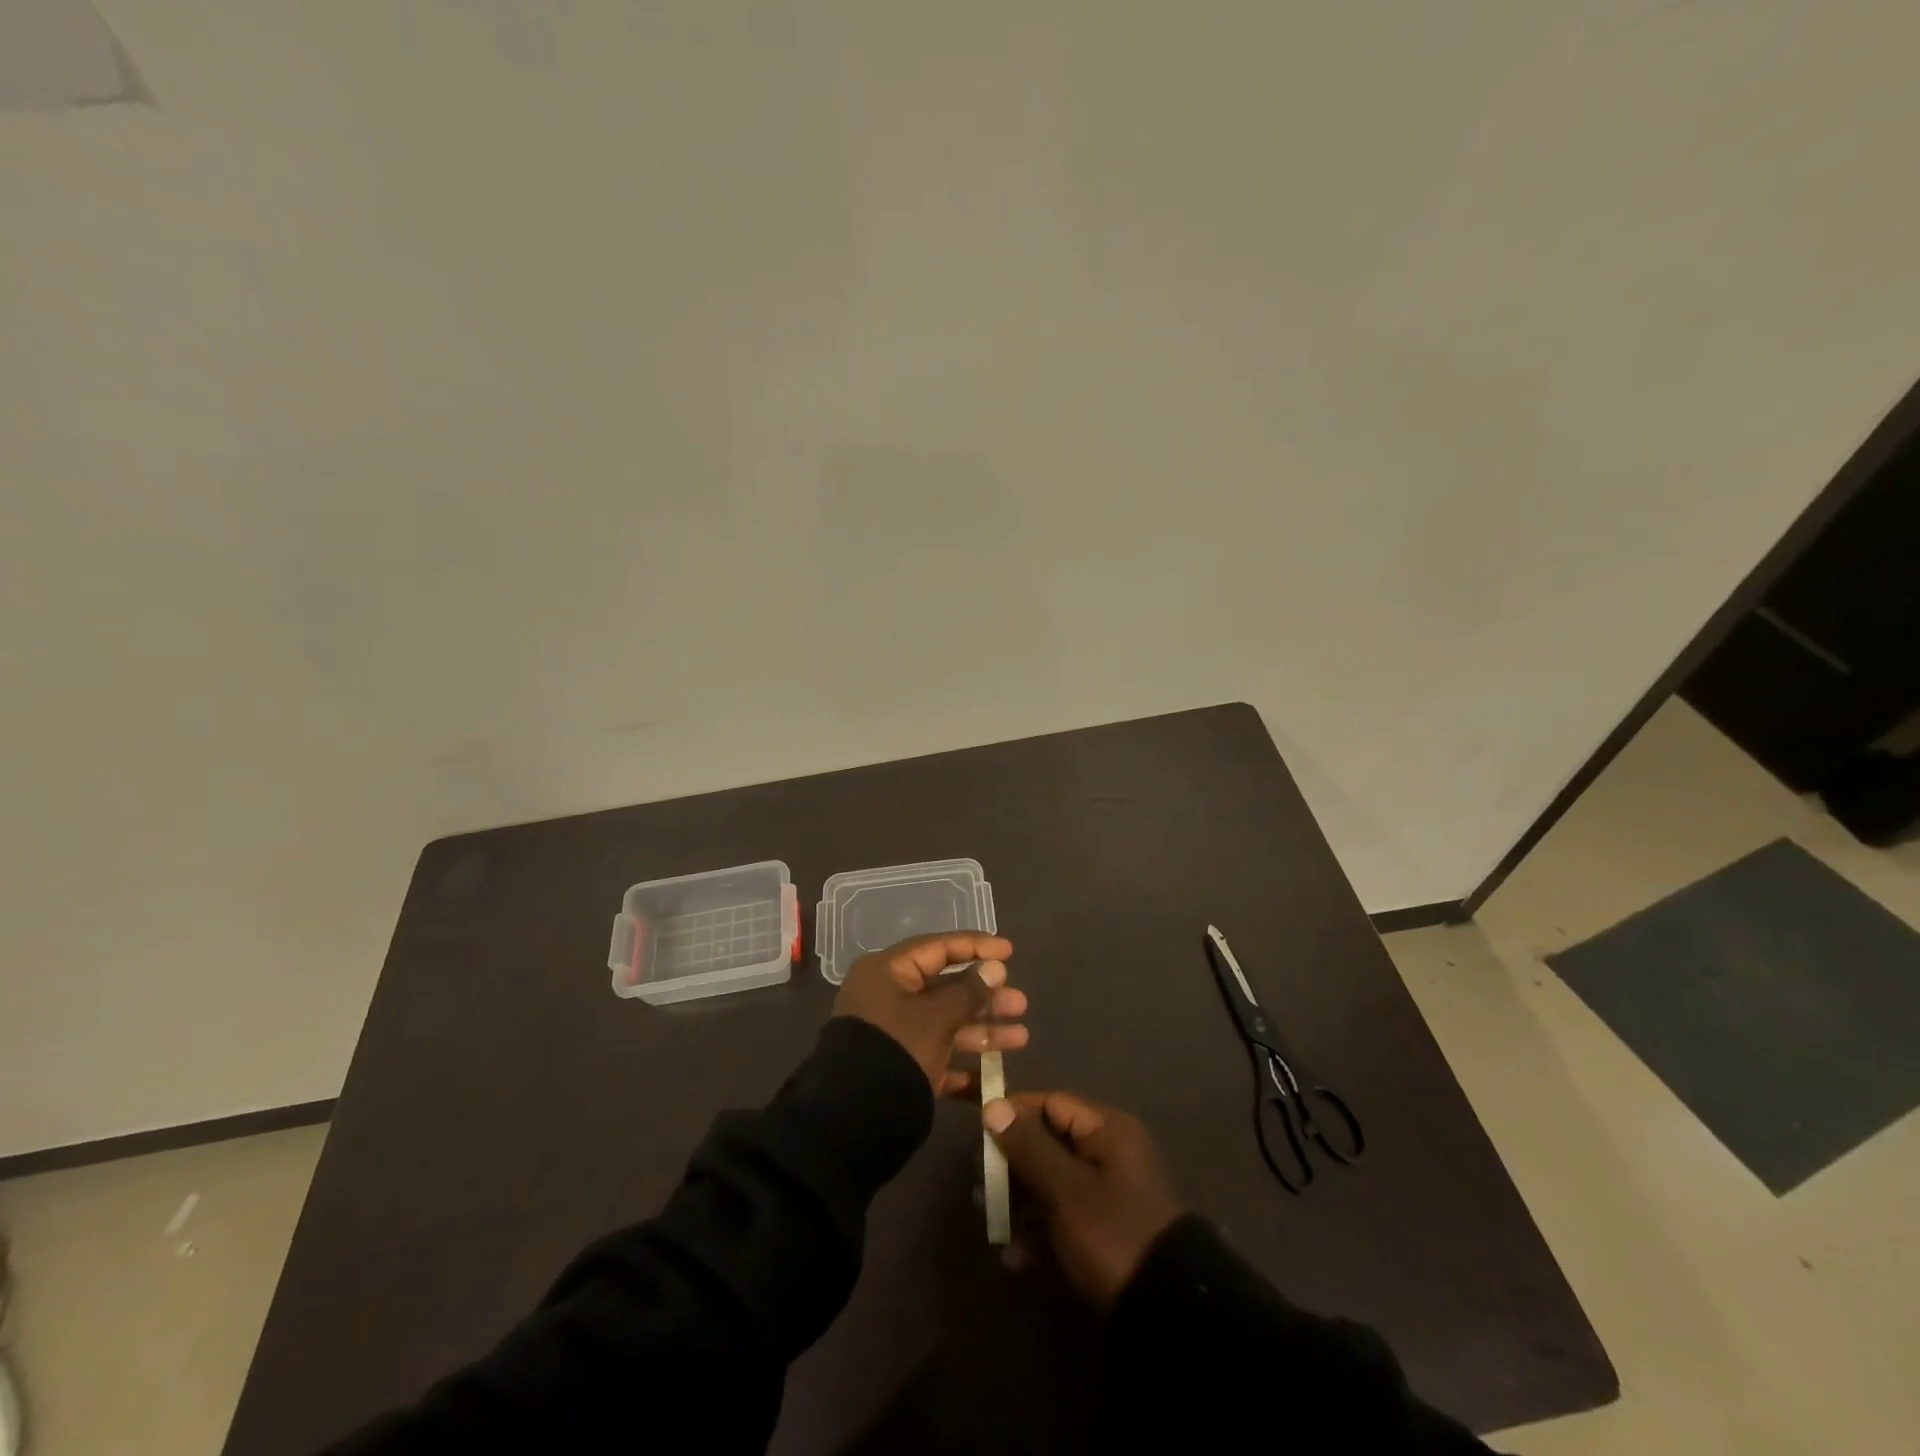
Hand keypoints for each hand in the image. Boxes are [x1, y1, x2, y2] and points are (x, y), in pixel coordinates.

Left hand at [832, 933, 1025, 1095]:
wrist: (854, 1119)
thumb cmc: (898, 1048)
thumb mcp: (937, 1016)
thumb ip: (969, 991)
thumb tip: (995, 967)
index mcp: (888, 972)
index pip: (937, 948)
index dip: (975, 947)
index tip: (1009, 952)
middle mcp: (889, 997)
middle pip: (945, 988)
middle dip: (985, 997)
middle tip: (1020, 1004)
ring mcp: (895, 1034)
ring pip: (946, 1024)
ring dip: (983, 1030)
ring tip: (1020, 1037)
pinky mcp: (900, 1068)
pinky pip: (938, 1056)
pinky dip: (964, 1064)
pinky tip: (993, 1076)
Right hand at [984, 1091, 1185, 1306]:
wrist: (1171, 1313)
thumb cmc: (1114, 1233)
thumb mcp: (1066, 1188)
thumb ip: (1028, 1146)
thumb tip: (994, 1106)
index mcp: (1108, 1130)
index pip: (1052, 1103)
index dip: (1014, 1112)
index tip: (979, 1129)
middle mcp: (1110, 1154)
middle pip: (1051, 1143)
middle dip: (1013, 1163)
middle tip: (981, 1183)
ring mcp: (1110, 1194)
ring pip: (1054, 1182)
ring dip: (1021, 1201)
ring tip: (992, 1224)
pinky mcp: (1107, 1232)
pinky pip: (1065, 1217)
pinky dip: (1040, 1231)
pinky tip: (1015, 1258)